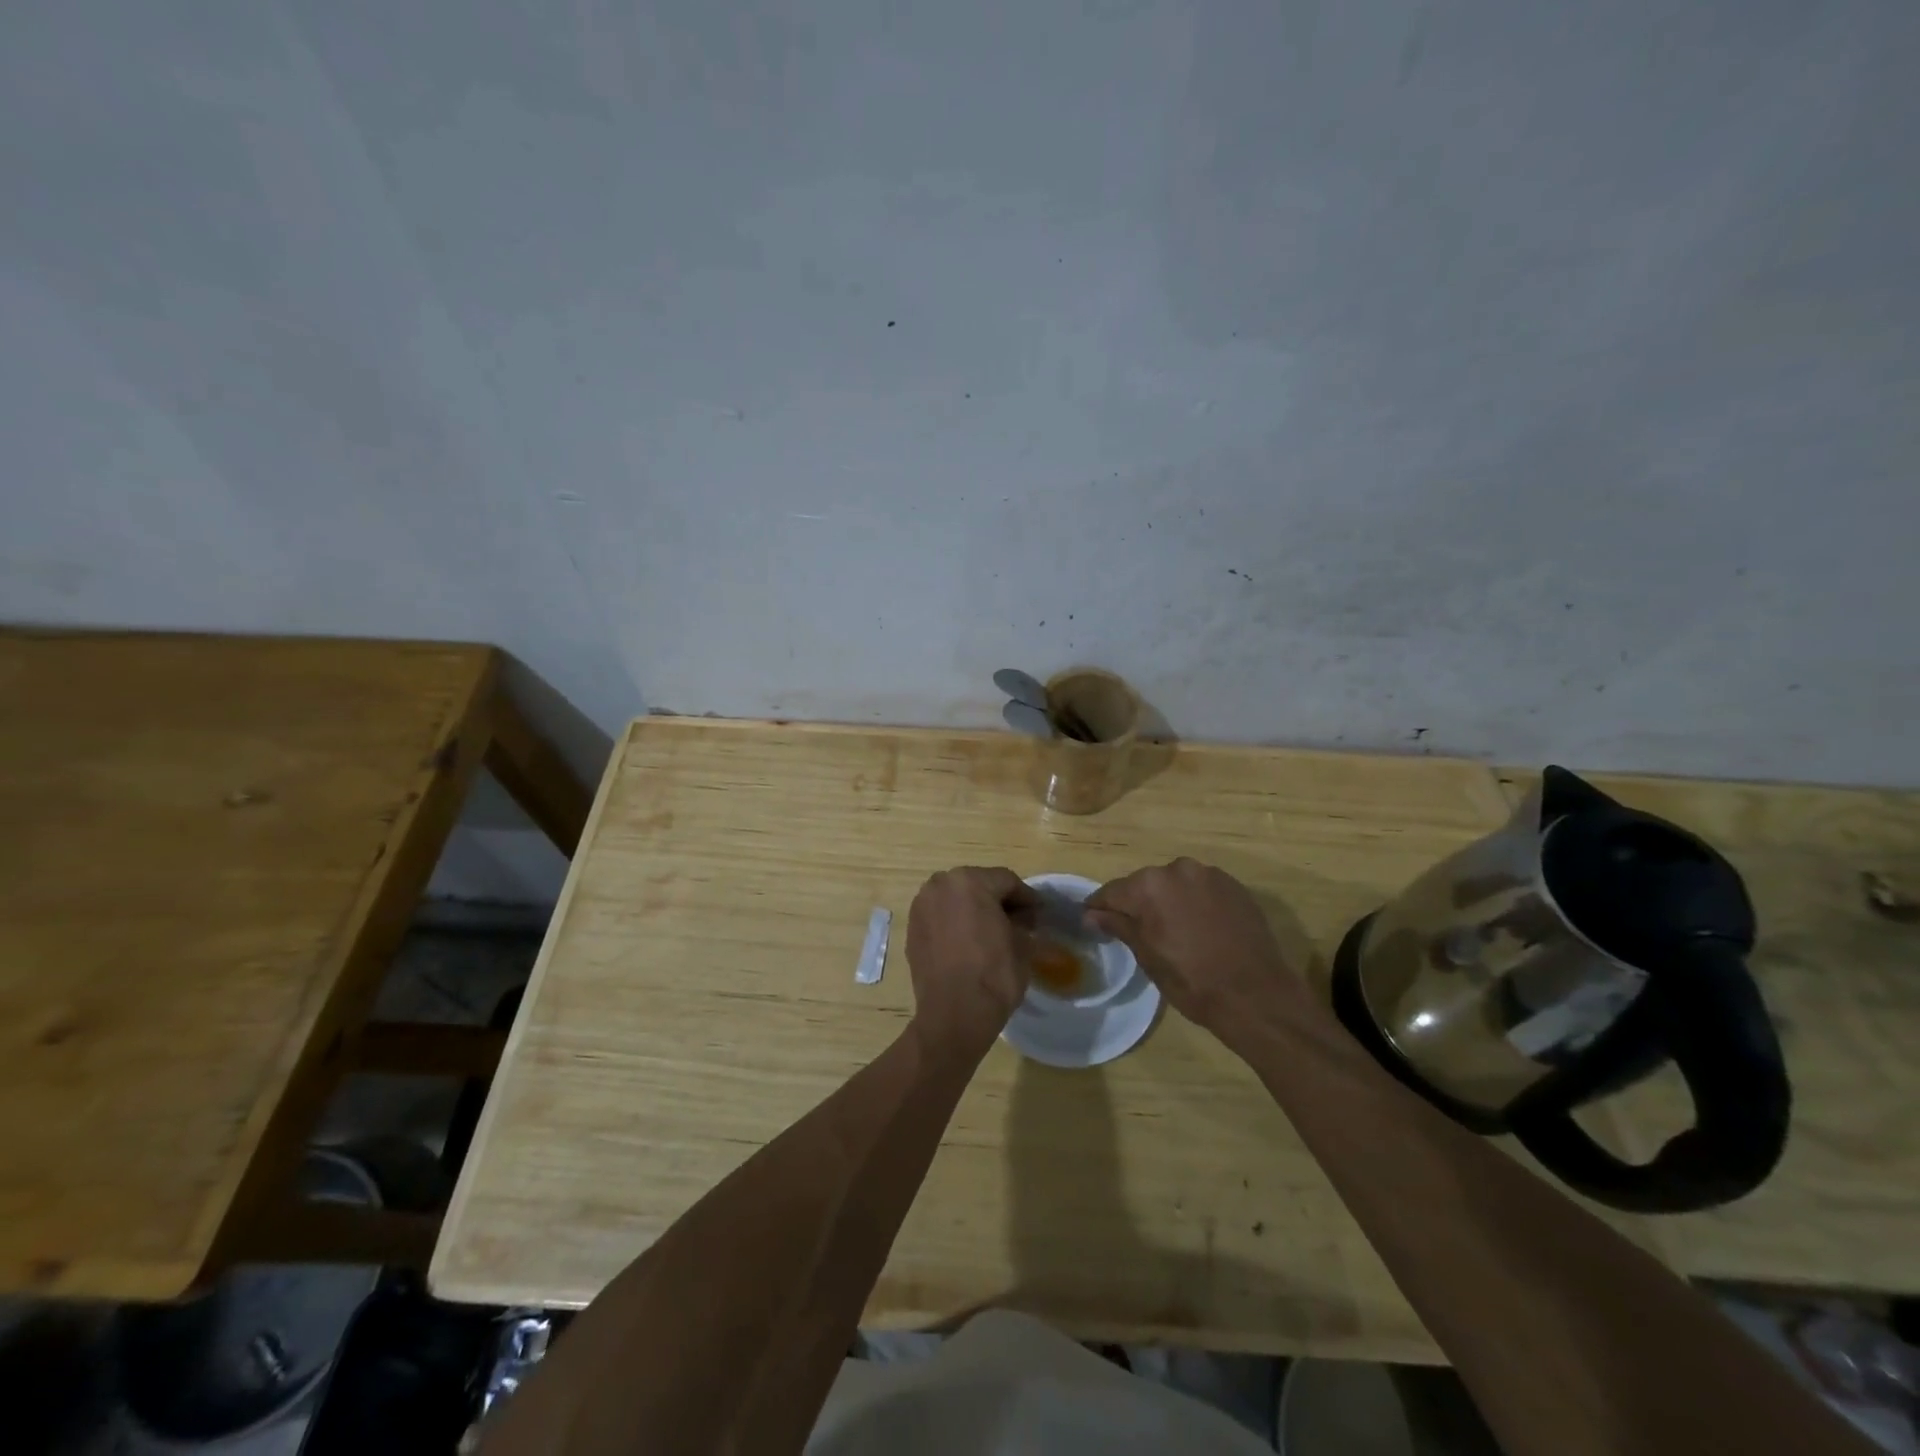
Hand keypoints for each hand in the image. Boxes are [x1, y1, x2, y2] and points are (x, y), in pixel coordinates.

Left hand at [905, 866, 1036, 1058]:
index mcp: (969, 881)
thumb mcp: (1023, 944)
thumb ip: (1024, 923)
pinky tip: (970, 943)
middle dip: (999, 902)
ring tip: (993, 933)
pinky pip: (941, 917)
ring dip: (975, 911)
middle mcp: (940, 885)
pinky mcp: (912, 929)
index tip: (1040, 914)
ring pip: (957, 900)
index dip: (1027, 898)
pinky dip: (956, 924)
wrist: (954, 1014)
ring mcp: (922, 906)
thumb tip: (1023, 920)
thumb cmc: (994, 974)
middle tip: (1019, 923)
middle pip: (979, 885)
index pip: (1006, 881)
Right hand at [1085, 858, 1311, 1044]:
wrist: (1257, 996)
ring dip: (1167, 901)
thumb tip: (1091, 914)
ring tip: (1171, 932)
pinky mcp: (1235, 886)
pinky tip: (1199, 929)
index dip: (1100, 908)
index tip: (1093, 921)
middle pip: (1144, 884)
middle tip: (1136, 932)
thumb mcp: (1148, 957)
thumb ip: (1119, 926)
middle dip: (1137, 904)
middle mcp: (1178, 869)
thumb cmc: (1193, 981)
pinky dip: (1194, 903)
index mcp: (1150, 885)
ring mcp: (1210, 875)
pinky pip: (1201, 889)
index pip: (1112, 891)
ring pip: (1174, 884)